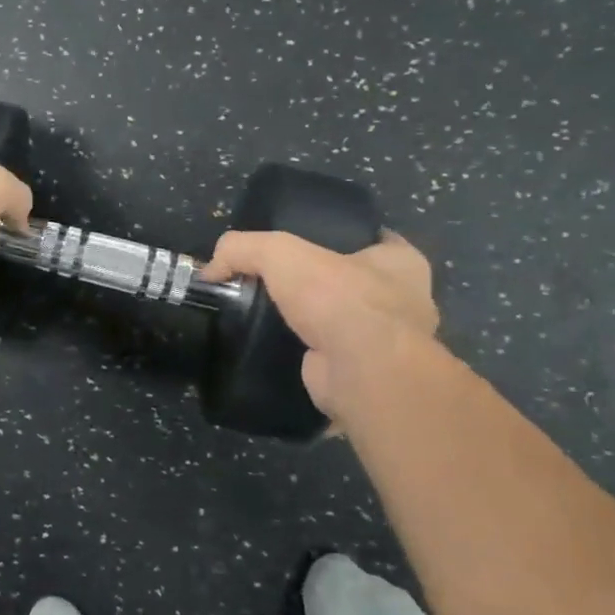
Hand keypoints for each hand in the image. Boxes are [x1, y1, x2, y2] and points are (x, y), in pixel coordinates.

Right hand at [202, 230, 438, 423]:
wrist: (362, 372)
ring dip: (314, 324)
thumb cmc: (340, 299)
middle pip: (353, 283)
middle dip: (320, 284)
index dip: (335, 239)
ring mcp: (388, 344)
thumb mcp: (280, 253)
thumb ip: (241, 249)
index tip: (300, 244)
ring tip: (269, 318)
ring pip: (343, 323)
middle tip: (276, 284)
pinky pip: (332, 358)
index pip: (370, 240)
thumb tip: (210, 269)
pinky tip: (277, 351)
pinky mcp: (367, 375)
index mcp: (402, 263)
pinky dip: (308, 356)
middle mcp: (404, 301)